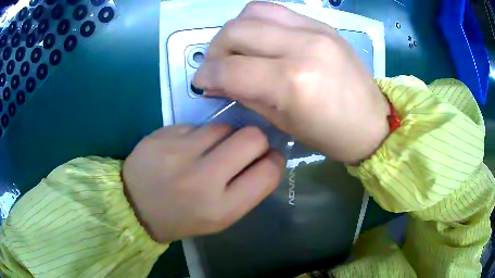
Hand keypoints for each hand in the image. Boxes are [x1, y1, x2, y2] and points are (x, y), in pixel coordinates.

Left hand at [123, 125, 284, 242]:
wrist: (134, 206)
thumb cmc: (181, 218)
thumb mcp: (219, 218)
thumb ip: (247, 190)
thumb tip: (267, 157)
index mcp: (221, 209)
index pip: (268, 173)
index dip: (275, 160)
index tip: (269, 157)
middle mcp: (203, 179)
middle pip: (251, 138)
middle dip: (255, 140)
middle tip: (243, 148)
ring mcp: (180, 152)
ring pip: (224, 126)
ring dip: (225, 137)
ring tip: (208, 151)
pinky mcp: (164, 134)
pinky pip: (197, 125)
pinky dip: (199, 135)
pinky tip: (185, 148)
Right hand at [193, 2, 389, 163]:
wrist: (372, 121)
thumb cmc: (330, 134)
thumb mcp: (282, 123)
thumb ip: (245, 94)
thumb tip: (216, 81)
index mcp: (292, 83)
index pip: (229, 69)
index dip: (206, 76)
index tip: (201, 82)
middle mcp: (302, 46)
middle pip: (236, 30)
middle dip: (215, 49)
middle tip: (218, 65)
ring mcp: (315, 29)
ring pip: (253, 11)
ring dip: (235, 30)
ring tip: (238, 48)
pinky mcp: (322, 24)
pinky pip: (277, 11)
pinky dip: (259, 22)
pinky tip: (262, 39)